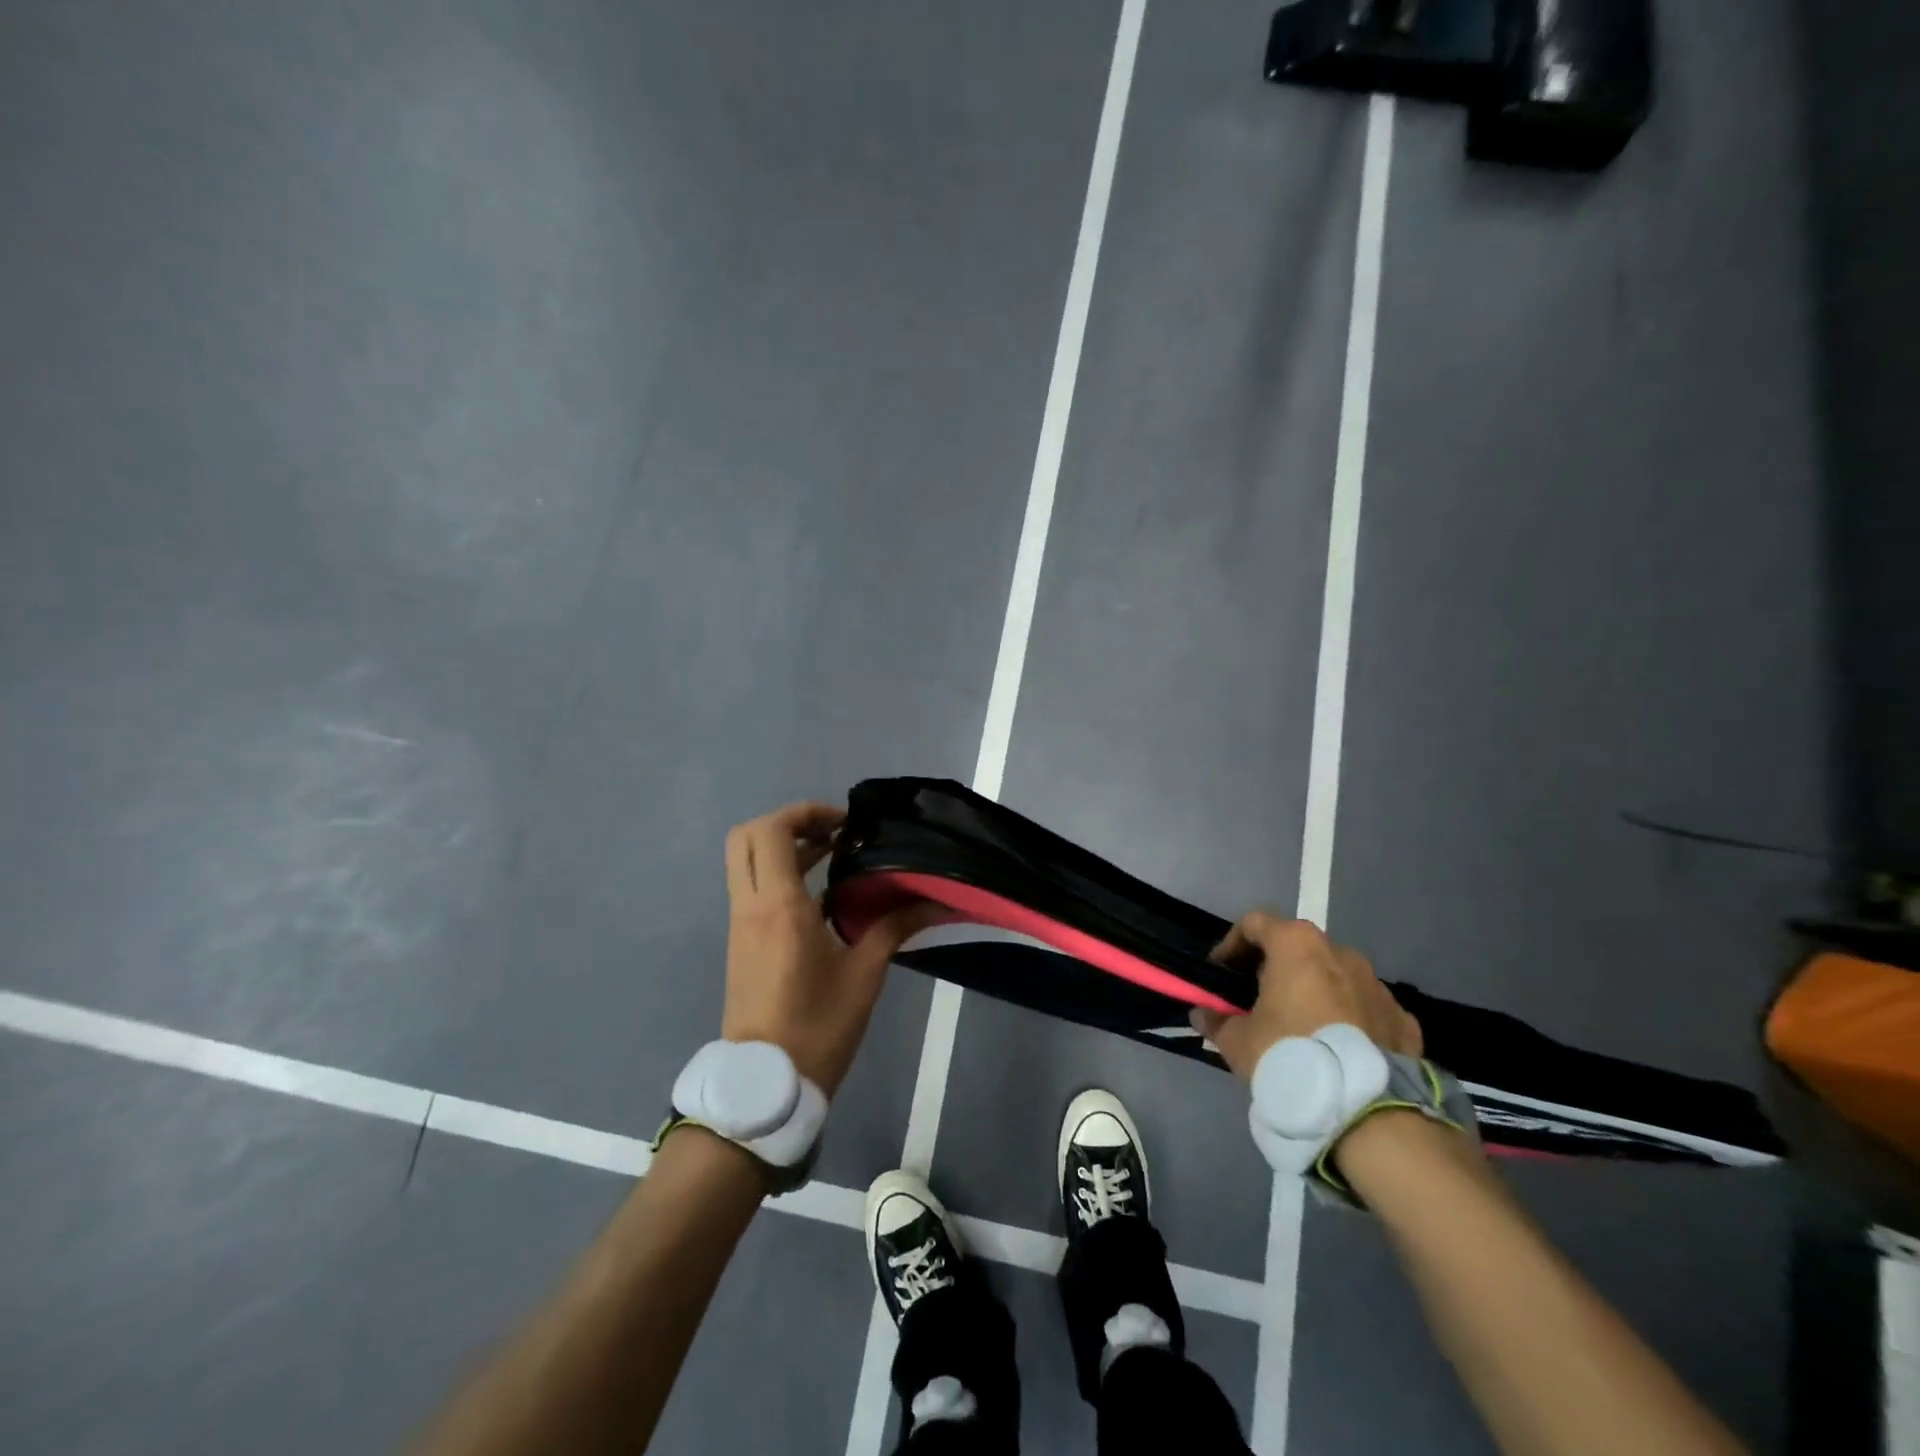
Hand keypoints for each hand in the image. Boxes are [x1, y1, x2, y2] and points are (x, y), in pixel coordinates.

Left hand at [721, 802, 937, 1096]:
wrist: (766, 1084)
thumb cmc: (817, 1026)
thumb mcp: (864, 975)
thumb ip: (893, 927)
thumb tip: (932, 900)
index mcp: (779, 906)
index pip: (771, 831)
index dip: (805, 813)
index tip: (844, 824)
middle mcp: (751, 905)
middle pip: (747, 836)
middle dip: (787, 823)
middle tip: (831, 834)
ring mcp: (740, 924)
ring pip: (747, 861)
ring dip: (784, 848)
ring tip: (834, 855)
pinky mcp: (740, 941)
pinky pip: (752, 887)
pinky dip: (779, 873)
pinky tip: (820, 893)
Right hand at [1188, 913, 1420, 1080]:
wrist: (1366, 1110)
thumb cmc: (1289, 1055)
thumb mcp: (1237, 1041)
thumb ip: (1216, 1020)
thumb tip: (1202, 1014)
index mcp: (1297, 945)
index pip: (1255, 923)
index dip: (1232, 944)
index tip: (1221, 973)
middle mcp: (1340, 952)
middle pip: (1297, 948)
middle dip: (1275, 969)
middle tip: (1257, 1001)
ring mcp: (1377, 985)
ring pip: (1335, 978)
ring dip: (1314, 992)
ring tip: (1300, 1028)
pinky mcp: (1403, 1020)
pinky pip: (1366, 1009)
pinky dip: (1349, 1020)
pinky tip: (1337, 1049)